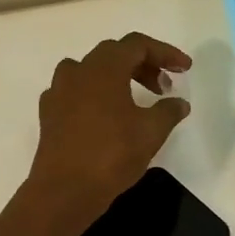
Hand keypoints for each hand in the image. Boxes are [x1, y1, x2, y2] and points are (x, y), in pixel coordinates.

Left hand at [28, 33, 191, 224]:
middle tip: (163, 87)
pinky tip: (107, 116)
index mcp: (103, 68)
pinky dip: (96, 95)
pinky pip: (76, 92)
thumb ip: (168, 111)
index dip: (164, 53)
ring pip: (91, 71)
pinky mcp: (49, 114)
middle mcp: (77, 71)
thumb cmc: (111, 155)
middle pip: (114, 54)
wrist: (64, 190)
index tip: (184, 69)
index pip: (137, 45)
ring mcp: (58, 92)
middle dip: (143, 65)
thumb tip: (179, 103)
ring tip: (135, 99)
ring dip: (117, 78)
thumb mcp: (151, 132)